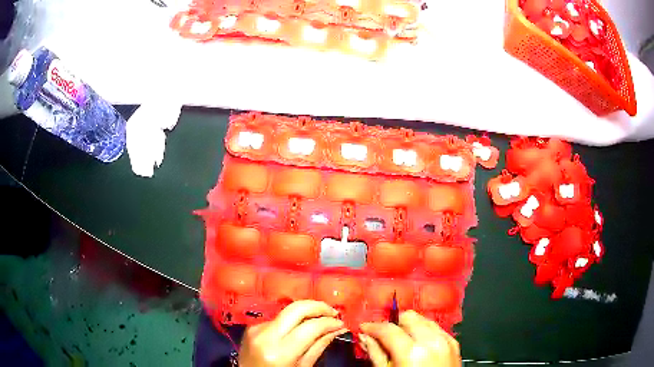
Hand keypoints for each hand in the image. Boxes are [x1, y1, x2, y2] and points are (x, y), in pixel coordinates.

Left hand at [238, 300, 347, 366]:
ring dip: (305, 313)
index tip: (341, 323)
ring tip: (320, 319)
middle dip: (318, 306)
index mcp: (279, 352)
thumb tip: (337, 329)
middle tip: (333, 312)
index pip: (310, 327)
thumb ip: (318, 347)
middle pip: (295, 308)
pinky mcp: (252, 326)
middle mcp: (265, 336)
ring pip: (286, 312)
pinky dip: (291, 322)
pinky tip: (298, 329)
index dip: (329, 322)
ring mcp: (256, 329)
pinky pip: (277, 319)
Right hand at [359, 310, 460, 366]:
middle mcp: (432, 342)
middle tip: (382, 336)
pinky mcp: (453, 344)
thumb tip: (365, 338)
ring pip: (423, 320)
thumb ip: (376, 354)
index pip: (388, 329)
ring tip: (399, 340)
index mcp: (412, 352)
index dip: (372, 327)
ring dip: (409, 327)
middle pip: (408, 317)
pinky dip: (424, 332)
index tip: (365, 328)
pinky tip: (416, 344)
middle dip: (393, 324)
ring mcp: (445, 341)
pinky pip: (436, 329)